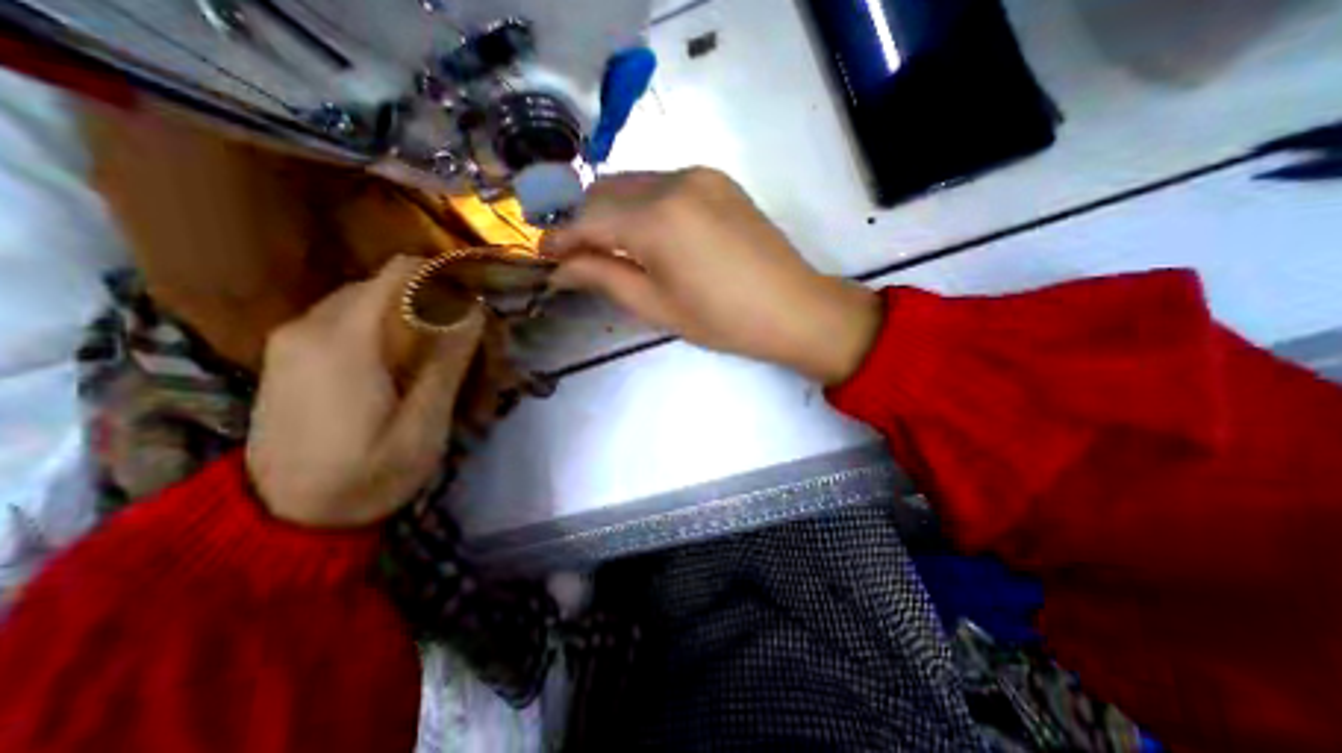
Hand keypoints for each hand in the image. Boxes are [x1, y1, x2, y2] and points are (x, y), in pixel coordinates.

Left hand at [248, 255, 487, 525]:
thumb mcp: (424, 424)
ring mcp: (292, 338)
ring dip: (409, 313)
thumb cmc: (369, 475)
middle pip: (386, 282)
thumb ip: (447, 361)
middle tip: (466, 335)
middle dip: (433, 298)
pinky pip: (345, 317)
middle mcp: (311, 325)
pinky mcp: (288, 354)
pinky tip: (401, 360)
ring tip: (438, 350)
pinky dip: (383, 324)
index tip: (478, 302)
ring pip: (366, 298)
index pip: (401, 273)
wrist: (287, 519)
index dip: (447, 277)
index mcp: (345, 340)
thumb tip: (473, 310)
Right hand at [542, 168, 882, 383]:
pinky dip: (643, 204)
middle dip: (584, 221)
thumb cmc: (723, 320)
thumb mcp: (657, 306)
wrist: (794, 308)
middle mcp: (674, 181)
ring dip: (612, 211)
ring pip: (634, 183)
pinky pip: (664, 184)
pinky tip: (648, 233)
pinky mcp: (718, 180)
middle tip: (576, 255)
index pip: (588, 218)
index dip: (560, 237)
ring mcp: (700, 175)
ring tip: (609, 247)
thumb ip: (604, 277)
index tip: (543, 255)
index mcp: (656, 219)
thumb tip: (559, 269)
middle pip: (607, 191)